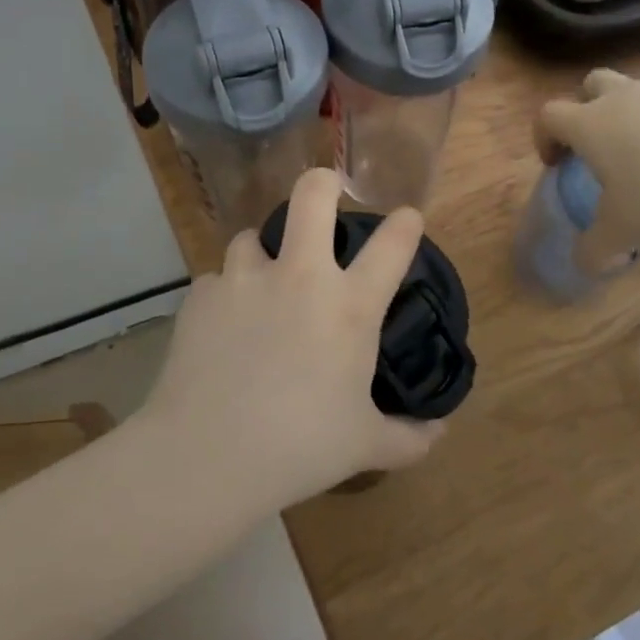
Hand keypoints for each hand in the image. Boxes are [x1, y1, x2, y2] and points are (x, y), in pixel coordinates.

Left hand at [140, 168, 444, 507]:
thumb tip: (439, 433)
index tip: (407, 218)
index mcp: (348, 306)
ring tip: (262, 280)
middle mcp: (299, 277)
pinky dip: (225, 294)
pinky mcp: (200, 296)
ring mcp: (244, 280)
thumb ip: (409, 437)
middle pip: (312, 196)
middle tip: (325, 194)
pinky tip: (222, 325)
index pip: (392, 244)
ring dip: (262, 253)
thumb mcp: (365, 446)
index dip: (405, 224)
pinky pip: (216, 280)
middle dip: (322, 183)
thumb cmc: (300, 448)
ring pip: (252, 236)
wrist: (207, 456)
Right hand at [534, 69, 639, 269]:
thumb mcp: (622, 233)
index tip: (556, 163)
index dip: (544, 136)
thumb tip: (582, 263)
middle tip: (600, 146)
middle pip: (591, 84)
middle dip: (587, 108)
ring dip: (636, 116)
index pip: (549, 115)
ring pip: (639, 92)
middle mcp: (625, 98)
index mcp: (592, 124)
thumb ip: (593, 250)